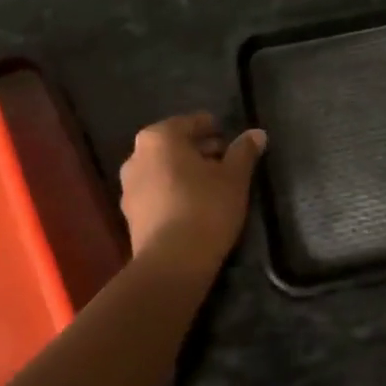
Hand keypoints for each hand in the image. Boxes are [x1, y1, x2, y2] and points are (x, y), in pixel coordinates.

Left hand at [119, 113, 265, 277]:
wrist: (172, 262)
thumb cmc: (205, 207)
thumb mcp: (234, 177)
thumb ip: (244, 151)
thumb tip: (257, 133)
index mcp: (159, 137)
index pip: (192, 122)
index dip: (213, 128)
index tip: (230, 137)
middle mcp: (137, 156)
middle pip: (174, 144)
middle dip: (199, 150)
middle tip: (225, 160)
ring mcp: (128, 186)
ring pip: (163, 169)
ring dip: (186, 171)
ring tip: (212, 184)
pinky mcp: (130, 214)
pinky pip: (156, 191)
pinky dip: (173, 191)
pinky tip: (194, 205)